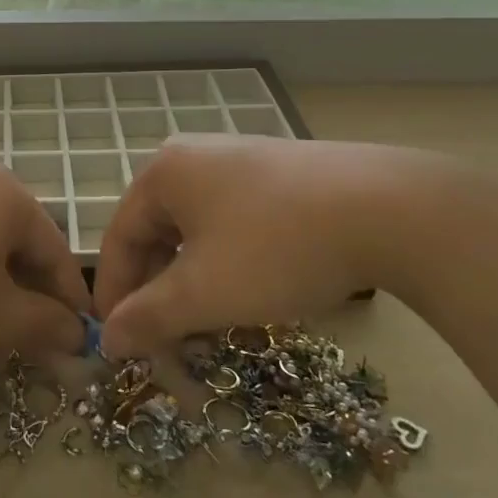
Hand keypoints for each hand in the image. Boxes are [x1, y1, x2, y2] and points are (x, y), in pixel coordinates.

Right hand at [93, 135, 470, 355]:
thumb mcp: (203, 293)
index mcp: (164, 173)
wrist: (390, 210)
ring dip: (194, 281)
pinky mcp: (281, 173)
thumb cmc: (276, 249)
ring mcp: (241, 159)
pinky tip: (253, 291)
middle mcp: (195, 156)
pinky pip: (233, 221)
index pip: (118, 237)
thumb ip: (147, 317)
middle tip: (168, 340)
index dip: (114, 294)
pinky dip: (228, 261)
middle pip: (157, 232)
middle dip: (158, 291)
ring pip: (197, 230)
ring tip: (211, 324)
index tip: (118, 342)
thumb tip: (107, 340)